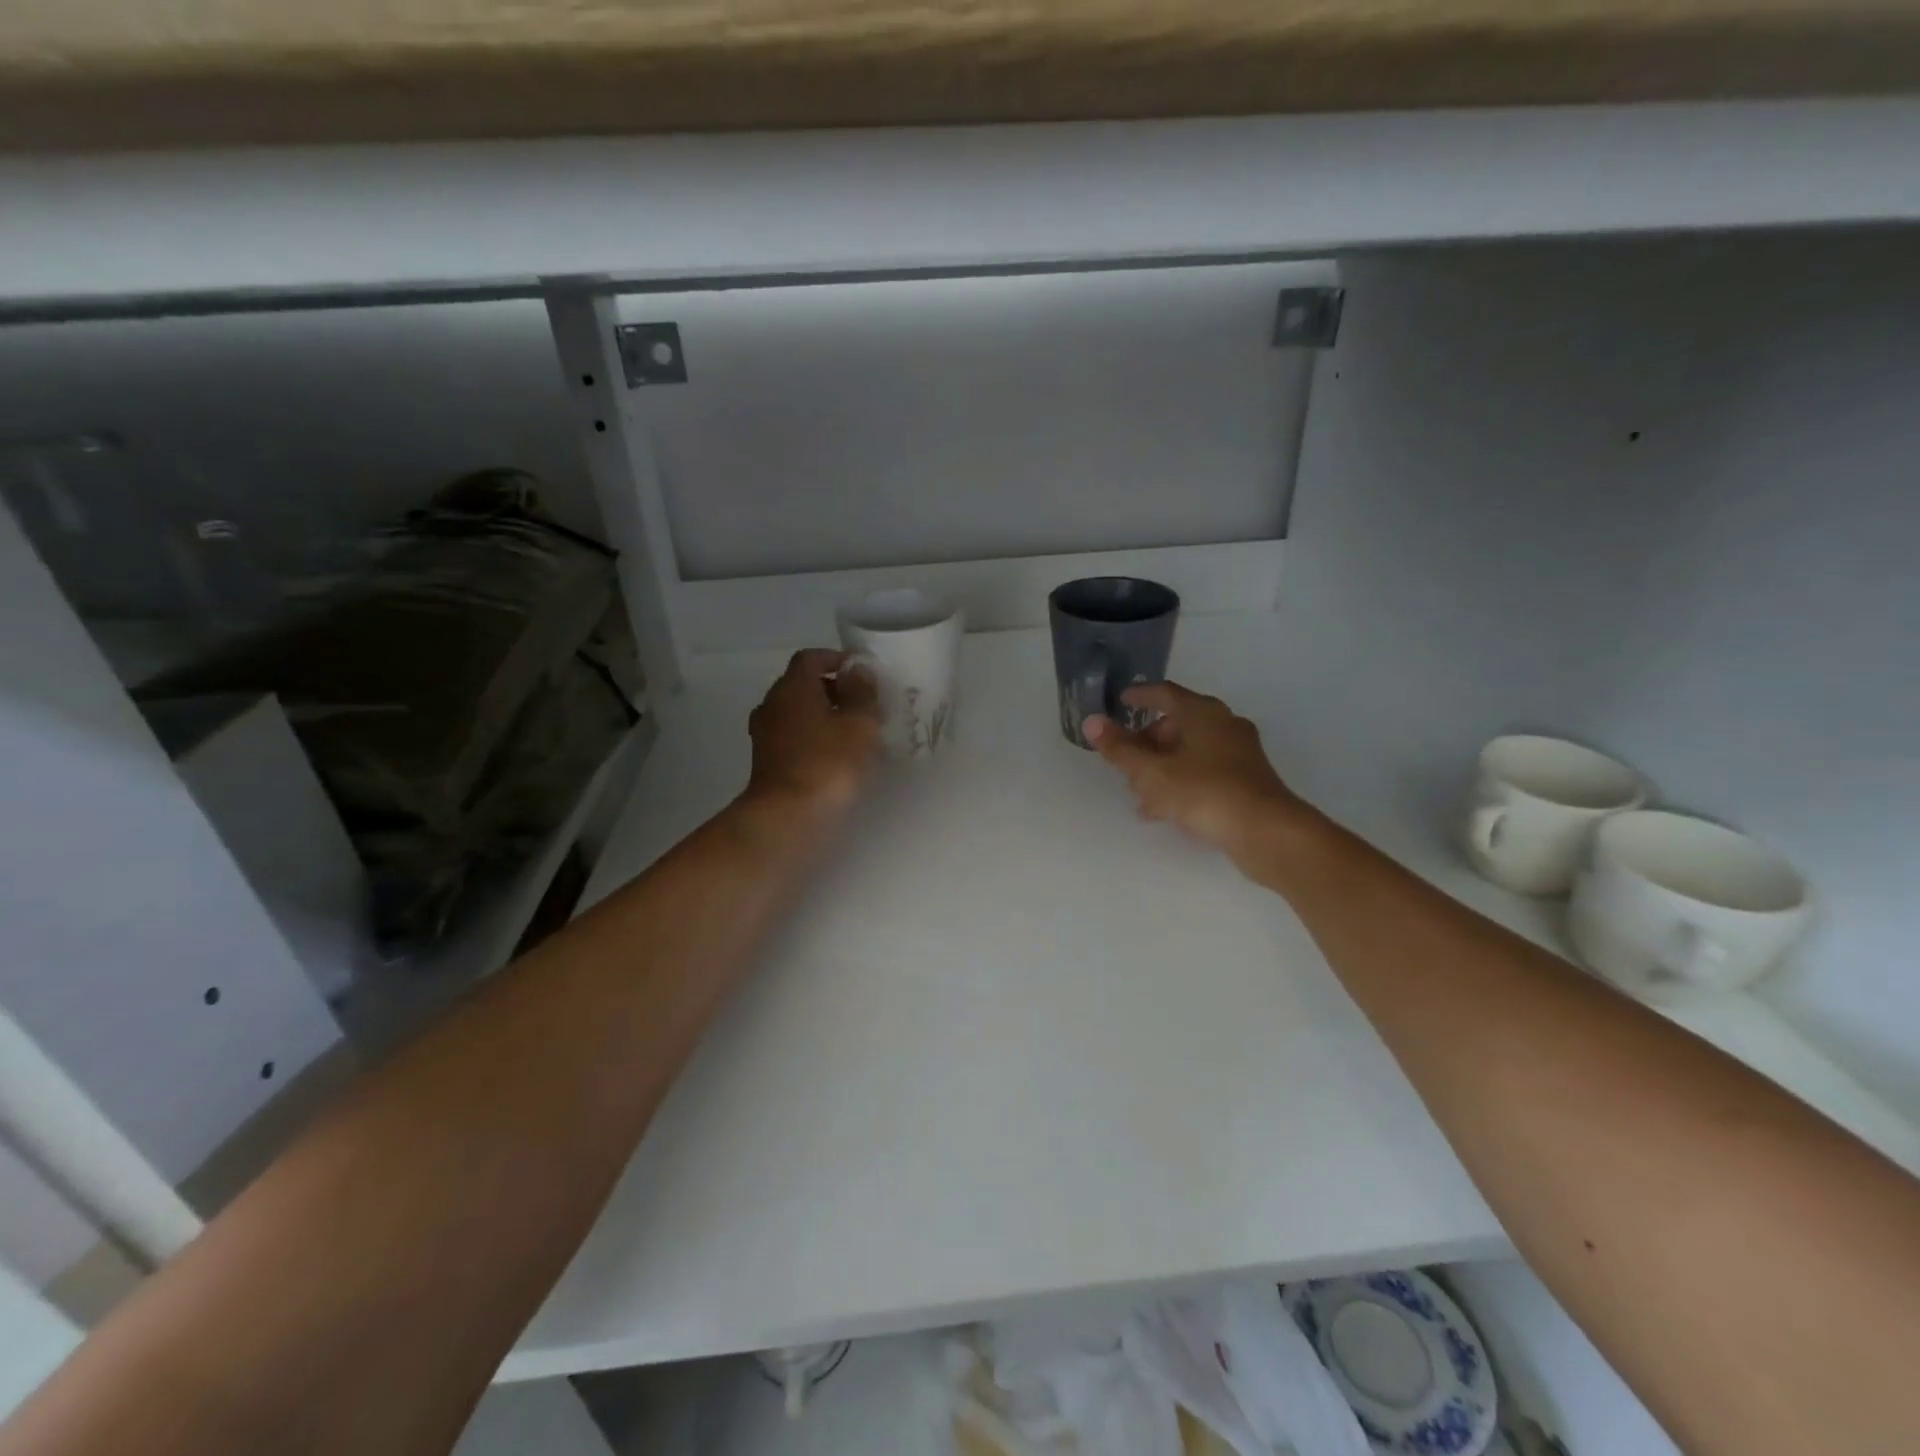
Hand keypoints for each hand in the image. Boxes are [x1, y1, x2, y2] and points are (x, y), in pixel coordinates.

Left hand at [745, 649, 882, 815]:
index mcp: (793, 687)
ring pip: (795, 714)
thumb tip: (857, 669)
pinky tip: (835, 757)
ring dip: (821, 717)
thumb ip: (862, 692)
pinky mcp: (766, 763)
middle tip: (862, 704)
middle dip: (831, 689)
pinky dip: (812, 739)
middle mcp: (772, 704)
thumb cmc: (829, 762)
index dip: (835, 659)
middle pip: (801, 685)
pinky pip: (792, 739)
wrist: (789, 816)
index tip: (861, 672)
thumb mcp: (860, 723)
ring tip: (852, 732)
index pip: (811, 658)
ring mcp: (765, 735)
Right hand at [1085, 682, 1306, 869]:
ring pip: (1190, 752)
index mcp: (1202, 713)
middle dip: (1147, 742)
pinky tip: (1163, 810)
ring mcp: (1239, 753)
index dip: (1140, 696)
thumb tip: (1092, 722)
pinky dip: (1180, 782)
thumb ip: (1120, 749)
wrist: (1267, 832)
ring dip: (1162, 767)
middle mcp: (1224, 725)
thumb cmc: (1205, 793)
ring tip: (1138, 793)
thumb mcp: (1153, 773)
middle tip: (1124, 760)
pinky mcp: (1246, 780)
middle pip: (1177, 724)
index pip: (1164, 693)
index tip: (1120, 702)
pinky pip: (1204, 772)